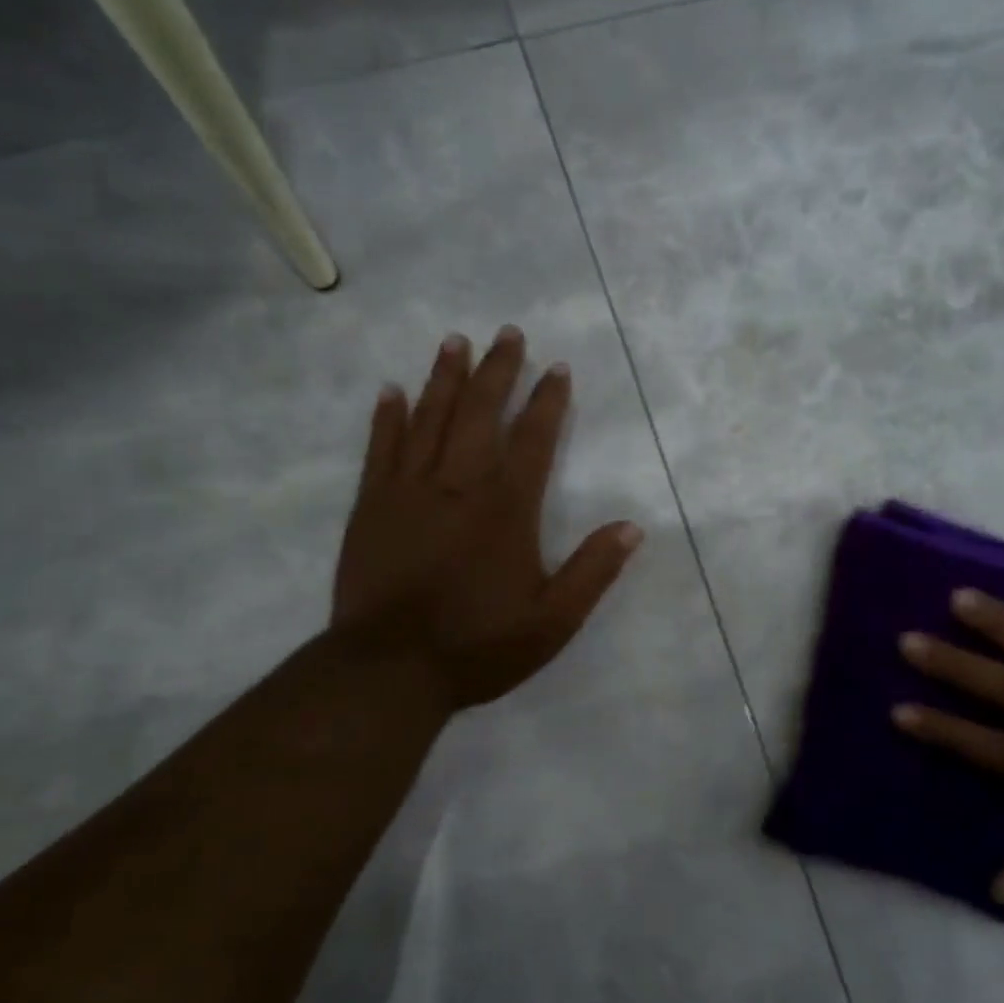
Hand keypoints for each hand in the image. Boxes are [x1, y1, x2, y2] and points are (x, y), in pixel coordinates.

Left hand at [331, 327, 641, 713]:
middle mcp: (458, 486)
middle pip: (480, 414)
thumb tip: (632, 527)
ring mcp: (409, 492)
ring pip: (429, 419)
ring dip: (445, 379)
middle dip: (497, 371)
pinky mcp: (371, 507)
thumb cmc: (478, 647)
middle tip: (507, 333)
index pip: (533, 440)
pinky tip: (392, 391)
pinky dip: (387, 418)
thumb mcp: (552, 622)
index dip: (548, 402)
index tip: (557, 368)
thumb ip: (592, 572)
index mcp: (506, 510)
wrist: (390, 670)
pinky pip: (380, 449)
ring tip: (455, 341)